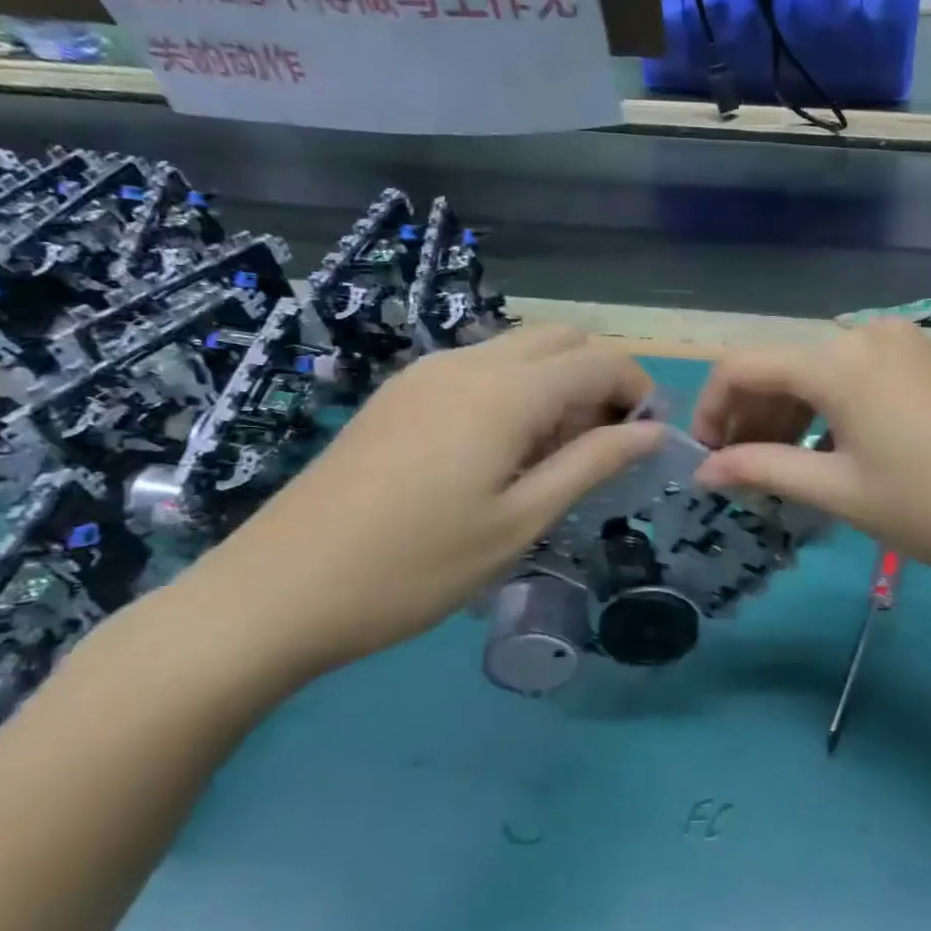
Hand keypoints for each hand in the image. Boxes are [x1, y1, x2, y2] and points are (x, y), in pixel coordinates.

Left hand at [169, 326, 663, 681]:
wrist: (277, 591)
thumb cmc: (416, 567)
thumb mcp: (521, 522)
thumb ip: (593, 464)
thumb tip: (652, 432)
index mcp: (505, 393)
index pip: (599, 361)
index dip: (638, 391)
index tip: (647, 439)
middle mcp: (467, 363)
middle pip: (562, 339)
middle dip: (600, 378)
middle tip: (602, 445)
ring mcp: (425, 374)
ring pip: (520, 350)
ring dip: (558, 384)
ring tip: (554, 456)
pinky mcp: (399, 394)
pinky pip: (480, 369)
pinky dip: (516, 391)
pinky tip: (501, 454)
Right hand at [691, 319, 930, 593]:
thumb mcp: (841, 492)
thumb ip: (764, 470)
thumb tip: (705, 471)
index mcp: (838, 360)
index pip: (743, 365)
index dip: (710, 409)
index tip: (705, 458)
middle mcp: (866, 334)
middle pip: (782, 364)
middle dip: (750, 415)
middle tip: (742, 473)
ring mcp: (902, 343)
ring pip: (820, 369)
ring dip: (789, 413)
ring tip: (781, 468)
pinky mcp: (927, 360)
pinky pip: (857, 374)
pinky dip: (829, 407)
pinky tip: (829, 450)